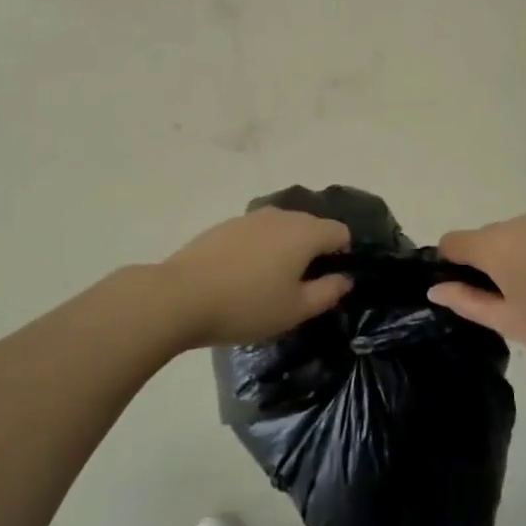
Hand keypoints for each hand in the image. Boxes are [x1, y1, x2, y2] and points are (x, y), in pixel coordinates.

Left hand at [162, 208, 352, 347]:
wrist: (181, 296)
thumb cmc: (247, 306)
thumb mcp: (295, 310)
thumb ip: (328, 292)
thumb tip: (345, 278)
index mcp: (305, 232)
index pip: (340, 231)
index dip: (343, 254)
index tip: (331, 281)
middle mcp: (281, 216)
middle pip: (311, 226)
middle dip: (314, 250)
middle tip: (303, 286)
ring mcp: (250, 217)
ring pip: (282, 228)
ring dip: (286, 248)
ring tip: (271, 282)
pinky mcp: (225, 225)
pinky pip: (256, 232)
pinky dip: (260, 248)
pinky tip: (244, 276)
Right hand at [429, 215, 525, 367]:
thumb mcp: (509, 321)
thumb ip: (467, 302)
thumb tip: (435, 289)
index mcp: (494, 244)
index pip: (451, 242)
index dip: (446, 267)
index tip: (459, 296)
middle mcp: (514, 225)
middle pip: (479, 240)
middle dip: (477, 268)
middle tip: (495, 309)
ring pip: (506, 241)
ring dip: (505, 265)